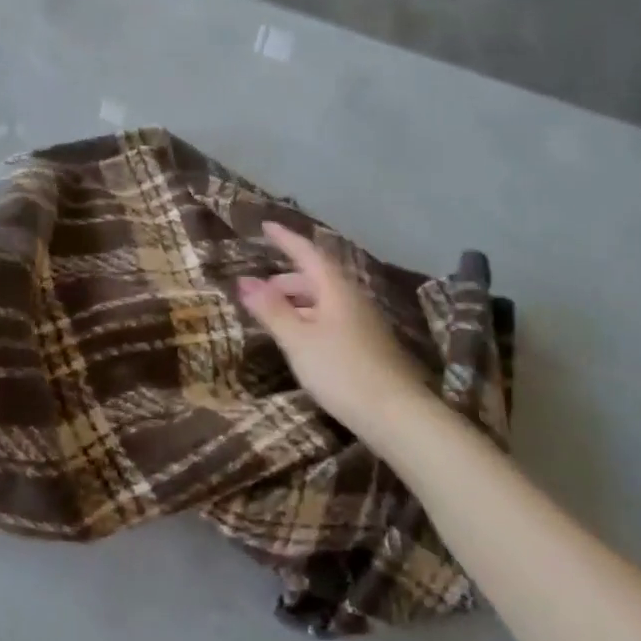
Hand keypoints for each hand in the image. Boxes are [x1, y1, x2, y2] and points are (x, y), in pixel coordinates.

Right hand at [237, 221, 430, 435]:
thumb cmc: (341, 371)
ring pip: (325, 300)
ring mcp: (364, 323)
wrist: (396, 415)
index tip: (266, 226)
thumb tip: (244, 280)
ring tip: (274, 316)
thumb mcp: (298, 340)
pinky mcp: (367, 345)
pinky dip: (310, 318)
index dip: (286, 239)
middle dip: (287, 278)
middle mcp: (353, 299)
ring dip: (298, 300)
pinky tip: (301, 339)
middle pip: (317, 277)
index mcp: (336, 289)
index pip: (308, 253)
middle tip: (260, 290)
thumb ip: (271, 309)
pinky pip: (333, 318)